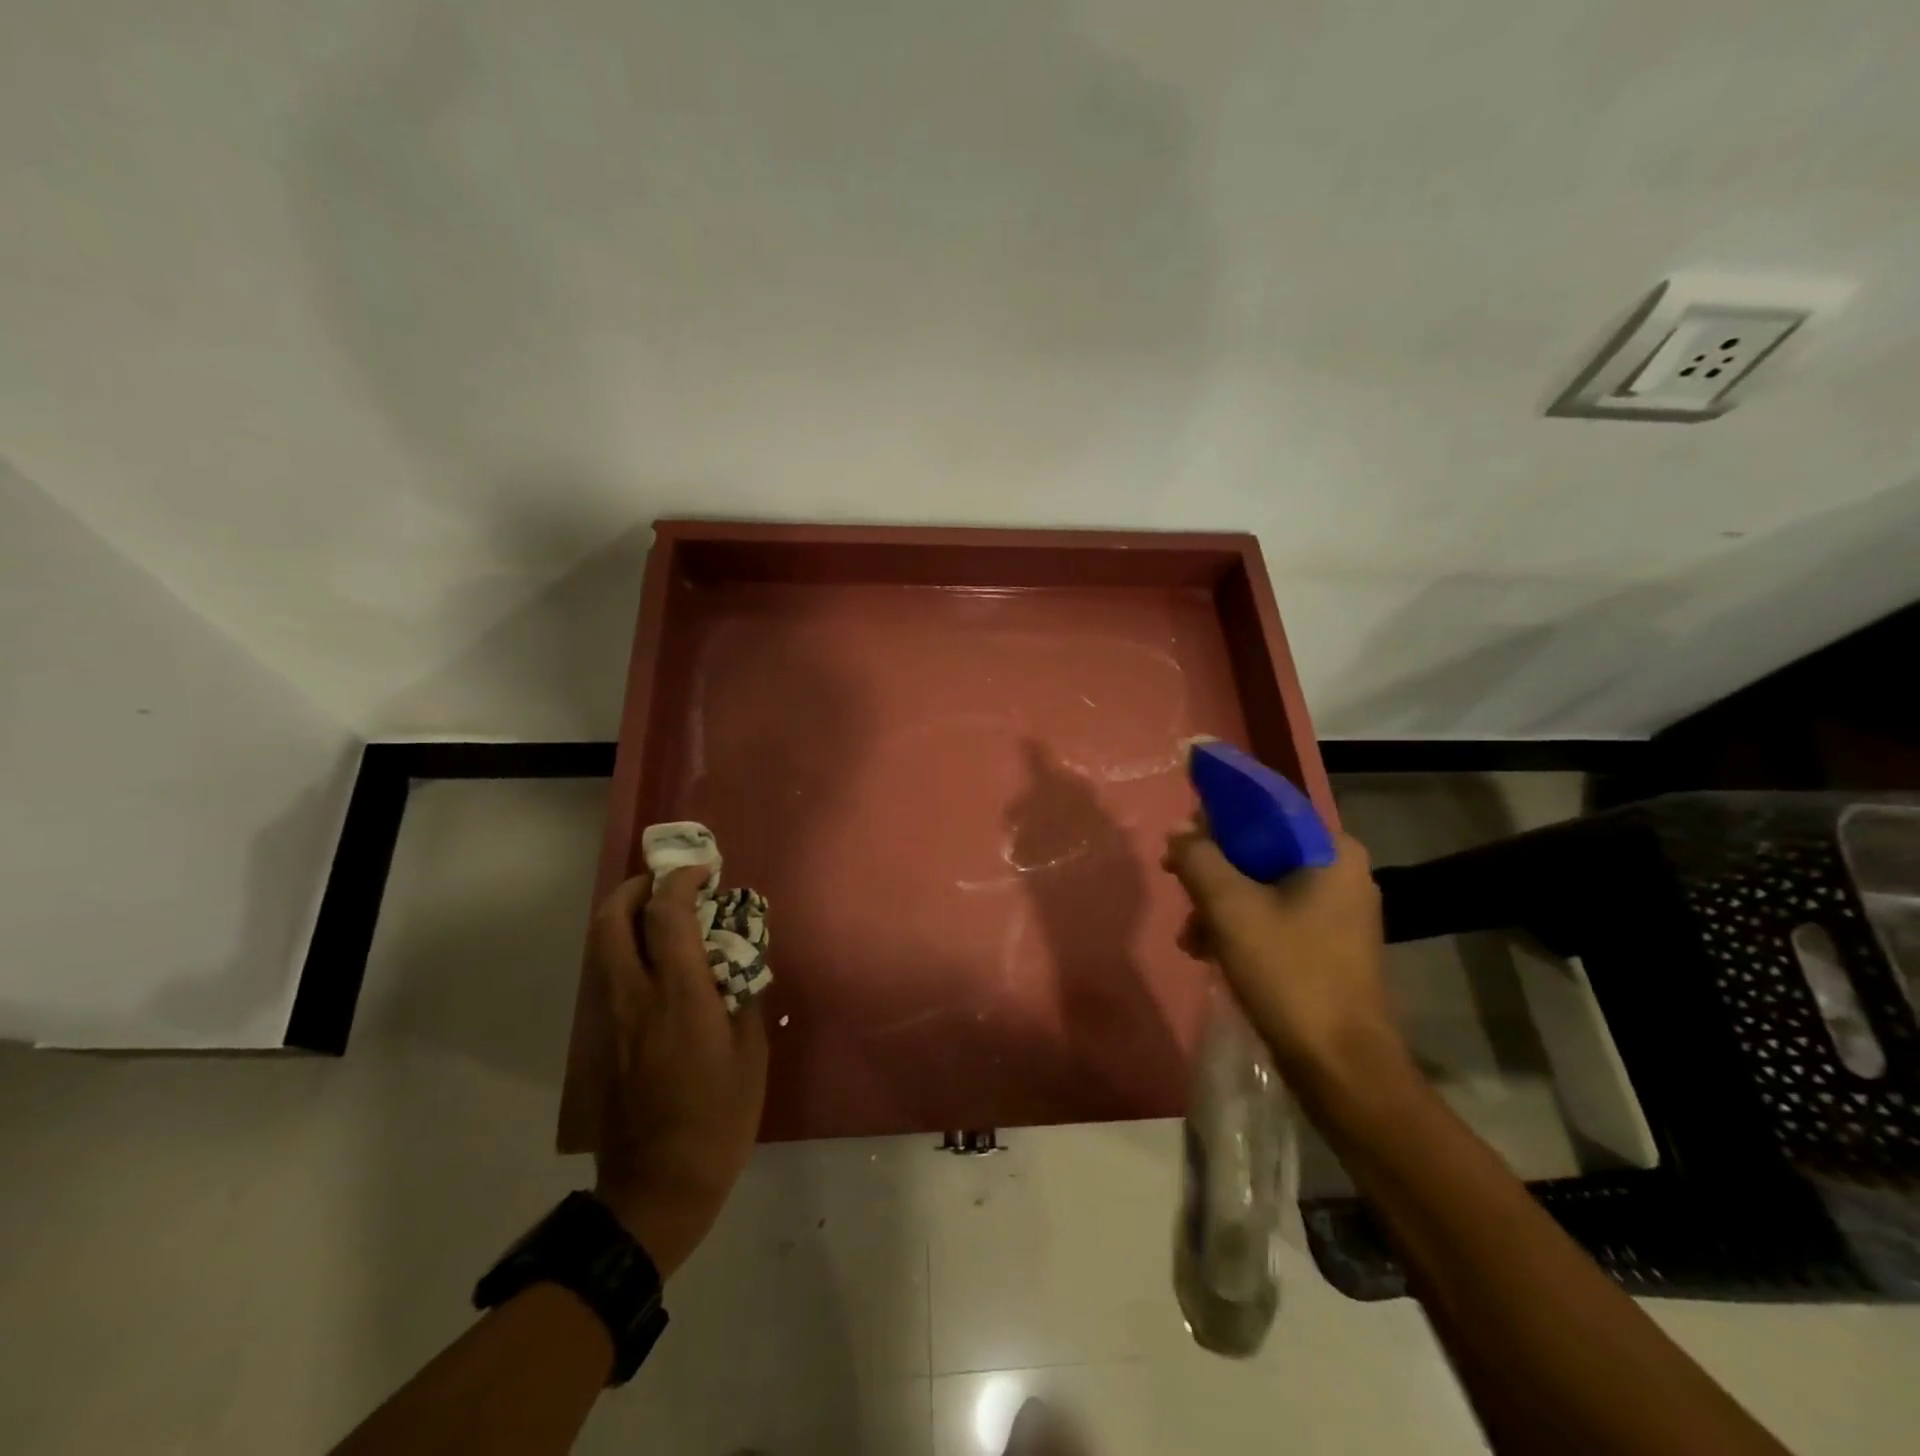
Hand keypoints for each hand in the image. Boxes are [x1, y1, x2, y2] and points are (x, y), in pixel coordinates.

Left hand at [589, 868, 767, 1277]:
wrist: (658, 1188)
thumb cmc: (719, 1120)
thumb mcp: (751, 1056)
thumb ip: (745, 998)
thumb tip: (742, 961)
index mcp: (679, 998)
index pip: (667, 918)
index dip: (681, 882)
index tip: (705, 872)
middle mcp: (635, 999)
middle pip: (611, 922)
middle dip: (634, 888)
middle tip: (665, 881)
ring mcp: (611, 1021)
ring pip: (600, 948)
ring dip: (625, 917)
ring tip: (661, 915)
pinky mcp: (602, 1042)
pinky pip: (606, 977)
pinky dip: (624, 950)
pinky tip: (657, 964)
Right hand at [1162, 828, 1400, 1084]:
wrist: (1340, 1066)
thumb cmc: (1289, 973)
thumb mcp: (1230, 908)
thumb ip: (1198, 858)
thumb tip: (1179, 830)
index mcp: (1331, 851)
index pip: (1268, 806)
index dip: (1219, 809)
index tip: (1183, 826)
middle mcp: (1341, 872)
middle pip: (1262, 847)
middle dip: (1213, 867)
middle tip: (1177, 880)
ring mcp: (1337, 911)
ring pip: (1262, 883)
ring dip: (1219, 902)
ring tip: (1190, 934)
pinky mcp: (1327, 943)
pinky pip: (1273, 913)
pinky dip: (1239, 924)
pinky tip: (1208, 951)